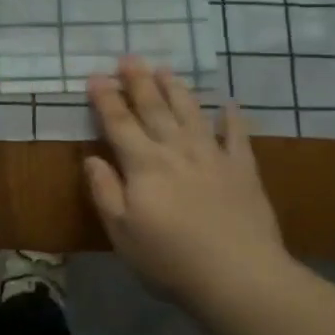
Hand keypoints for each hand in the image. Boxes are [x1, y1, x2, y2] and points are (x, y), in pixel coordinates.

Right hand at [84, 56, 291, 302]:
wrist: (240, 277)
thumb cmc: (170, 259)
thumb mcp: (122, 232)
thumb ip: (105, 191)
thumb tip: (92, 158)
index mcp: (143, 165)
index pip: (119, 123)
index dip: (106, 99)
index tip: (96, 77)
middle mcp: (176, 150)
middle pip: (154, 109)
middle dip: (139, 82)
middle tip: (129, 58)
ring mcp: (213, 156)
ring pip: (191, 113)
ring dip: (176, 89)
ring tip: (165, 69)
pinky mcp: (243, 170)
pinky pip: (237, 136)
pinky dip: (232, 118)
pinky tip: (228, 103)